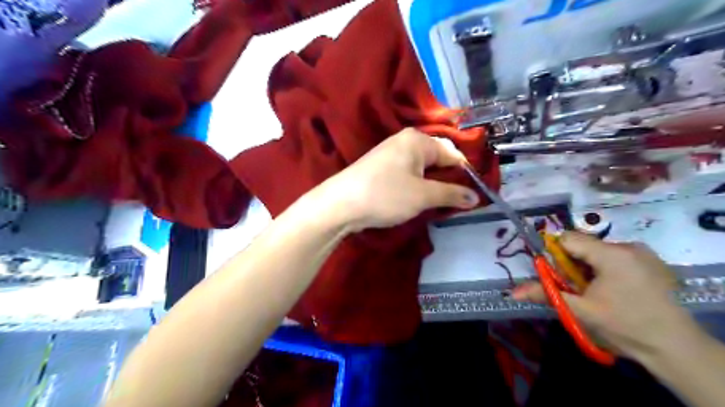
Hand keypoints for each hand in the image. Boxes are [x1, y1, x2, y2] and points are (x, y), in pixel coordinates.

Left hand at [318, 127, 479, 230]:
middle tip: (456, 201)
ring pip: (423, 167)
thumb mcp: (423, 196)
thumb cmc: (385, 195)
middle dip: (449, 179)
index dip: (465, 174)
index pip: (453, 153)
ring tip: (439, 203)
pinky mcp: (382, 166)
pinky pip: (409, 172)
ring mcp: (391, 152)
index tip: (472, 195)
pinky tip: (418, 199)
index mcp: (418, 140)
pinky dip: (418, 185)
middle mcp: (405, 140)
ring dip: (433, 184)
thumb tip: (476, 197)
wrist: (340, 204)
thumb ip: (451, 194)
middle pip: (438, 157)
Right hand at [511, 231, 705, 362]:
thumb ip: (545, 294)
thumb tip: (512, 292)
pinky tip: (614, 289)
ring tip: (597, 292)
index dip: (556, 255)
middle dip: (573, 265)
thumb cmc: (624, 327)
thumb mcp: (580, 310)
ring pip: (598, 251)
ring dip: (588, 267)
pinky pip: (615, 256)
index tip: (559, 276)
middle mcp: (628, 246)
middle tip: (578, 289)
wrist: (675, 348)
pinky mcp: (651, 261)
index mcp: (611, 254)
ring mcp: (643, 253)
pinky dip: (605, 268)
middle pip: (584, 245)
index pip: (568, 239)